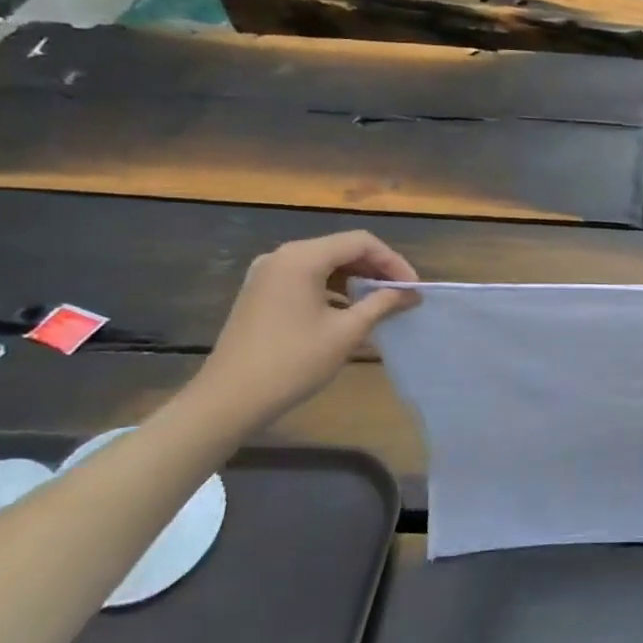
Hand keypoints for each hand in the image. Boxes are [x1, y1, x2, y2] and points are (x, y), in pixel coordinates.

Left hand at [196, 232, 419, 427]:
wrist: (228, 399)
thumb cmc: (293, 362)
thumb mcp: (347, 332)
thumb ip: (382, 304)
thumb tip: (411, 293)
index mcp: (302, 258)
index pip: (361, 242)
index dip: (393, 262)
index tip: (413, 288)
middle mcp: (282, 256)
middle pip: (341, 248)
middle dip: (376, 269)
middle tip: (402, 294)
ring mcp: (267, 274)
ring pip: (324, 263)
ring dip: (355, 278)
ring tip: (380, 302)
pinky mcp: (260, 292)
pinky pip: (305, 278)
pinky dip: (332, 288)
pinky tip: (347, 310)